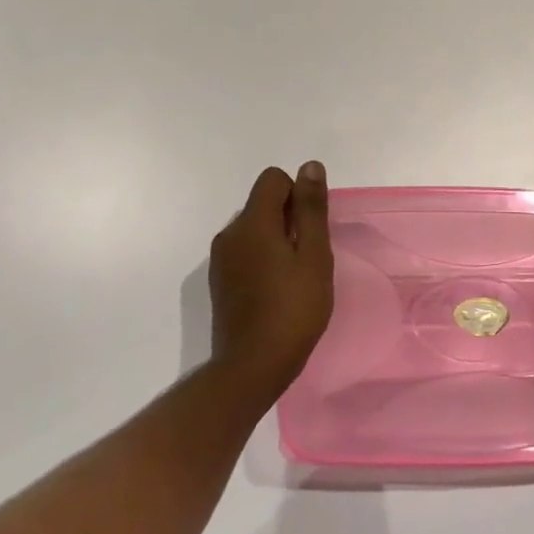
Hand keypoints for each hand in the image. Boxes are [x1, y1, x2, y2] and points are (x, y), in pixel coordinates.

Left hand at [207, 163, 334, 392]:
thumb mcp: (314, 256)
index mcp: (252, 222)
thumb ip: (311, 209)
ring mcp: (220, 259)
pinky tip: (276, 291)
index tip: (311, 229)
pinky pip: (245, 251)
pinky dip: (263, 259)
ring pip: (254, 229)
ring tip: (294, 277)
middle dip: (289, 219)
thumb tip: (309, 166)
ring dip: (277, 240)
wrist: (251, 367)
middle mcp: (230, 233)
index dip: (297, 195)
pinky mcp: (219, 281)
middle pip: (263, 203)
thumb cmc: (293, 309)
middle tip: (308, 258)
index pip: (273, 179)